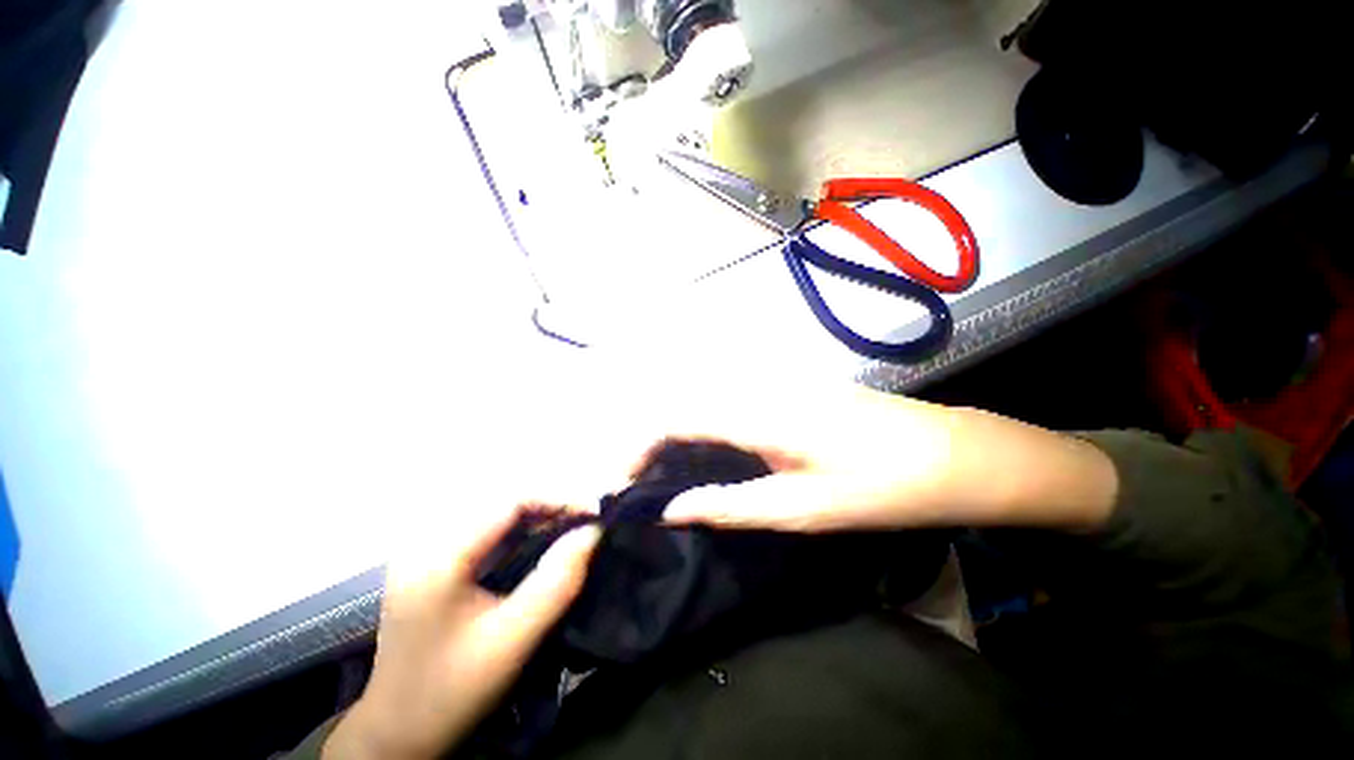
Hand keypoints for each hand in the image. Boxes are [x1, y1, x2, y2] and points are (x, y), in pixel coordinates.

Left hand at [324, 507, 601, 759]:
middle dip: (551, 504)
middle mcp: (428, 541)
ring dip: (538, 514)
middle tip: (587, 520)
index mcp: (439, 557)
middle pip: (502, 501)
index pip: (509, 501)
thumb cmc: (453, 692)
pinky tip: (539, 541)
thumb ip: (556, 583)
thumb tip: (592, 532)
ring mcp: (427, 551)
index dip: (558, 498)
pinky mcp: (433, 562)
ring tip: (571, 527)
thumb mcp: (512, 641)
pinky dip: (520, 529)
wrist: (397, 735)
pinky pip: (486, 529)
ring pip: (495, 512)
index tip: (595, 513)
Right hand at [606, 384, 1114, 533]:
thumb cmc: (880, 488)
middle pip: (682, 402)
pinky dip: (705, 426)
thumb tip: (669, 509)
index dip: (639, 446)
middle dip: (650, 441)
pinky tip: (709, 454)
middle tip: (641, 484)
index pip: (674, 416)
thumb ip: (727, 505)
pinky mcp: (789, 388)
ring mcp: (775, 382)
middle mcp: (757, 386)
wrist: (953, 453)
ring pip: (704, 399)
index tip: (622, 483)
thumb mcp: (800, 510)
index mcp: (758, 413)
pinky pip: (729, 400)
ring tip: (666, 474)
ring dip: (676, 433)